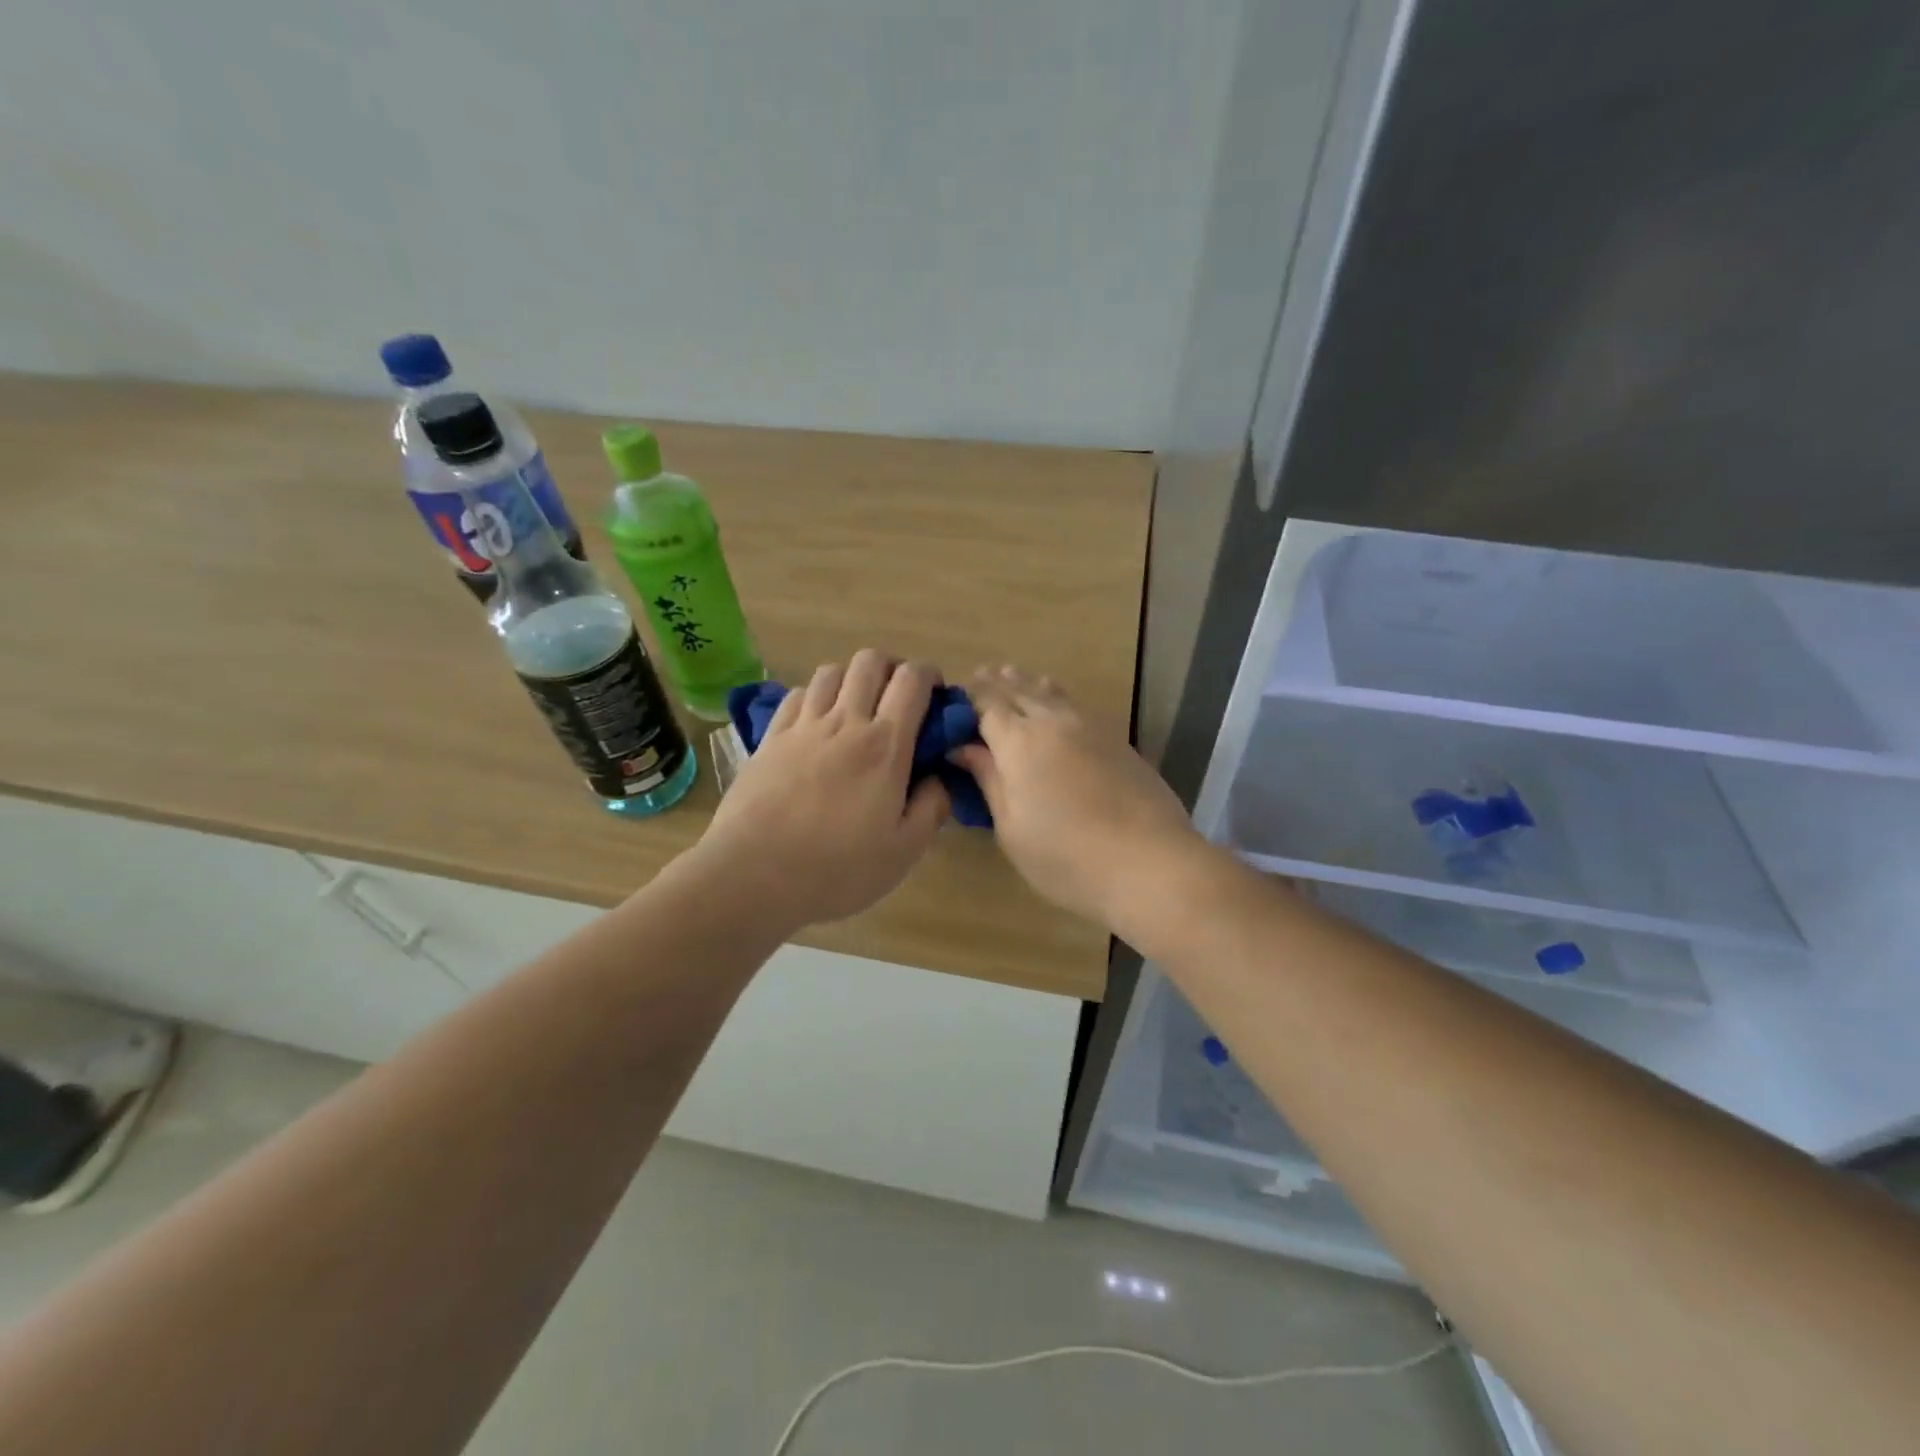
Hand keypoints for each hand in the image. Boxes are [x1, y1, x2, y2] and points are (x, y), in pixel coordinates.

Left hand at [692, 651, 950, 931]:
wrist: (753, 875)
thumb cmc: (837, 869)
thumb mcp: (903, 851)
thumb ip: (932, 808)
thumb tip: (941, 778)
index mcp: (885, 745)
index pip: (911, 680)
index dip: (929, 675)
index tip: (936, 695)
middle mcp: (845, 721)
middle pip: (870, 661)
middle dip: (891, 668)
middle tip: (898, 698)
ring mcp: (802, 726)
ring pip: (831, 671)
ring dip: (852, 679)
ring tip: (857, 708)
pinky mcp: (770, 738)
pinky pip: (796, 695)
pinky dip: (814, 697)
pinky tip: (816, 723)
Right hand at [952, 666, 1204, 928]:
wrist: (1150, 863)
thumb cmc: (1066, 856)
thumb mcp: (1011, 827)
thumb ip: (988, 780)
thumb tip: (963, 748)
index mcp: (1019, 741)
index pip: (986, 704)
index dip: (968, 698)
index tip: (952, 701)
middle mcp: (1053, 721)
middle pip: (1018, 690)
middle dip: (995, 684)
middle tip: (978, 676)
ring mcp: (1090, 726)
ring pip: (1051, 692)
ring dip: (1026, 683)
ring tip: (1011, 675)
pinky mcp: (1116, 739)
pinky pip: (1075, 705)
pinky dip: (1055, 697)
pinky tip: (1054, 702)